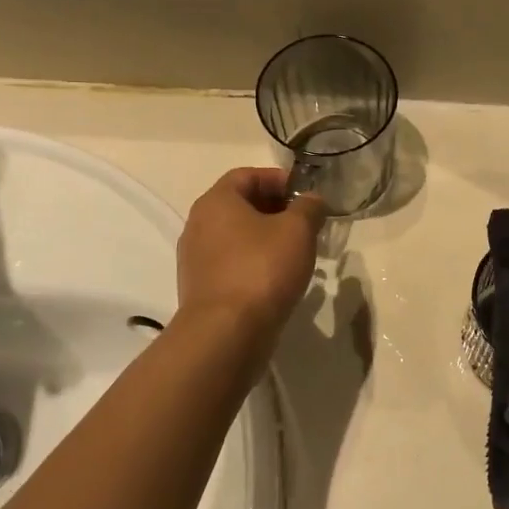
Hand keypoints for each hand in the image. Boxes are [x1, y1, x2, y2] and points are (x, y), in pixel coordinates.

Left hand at [176, 167, 326, 365]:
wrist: (226, 333)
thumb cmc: (262, 269)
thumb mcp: (298, 230)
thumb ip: (309, 208)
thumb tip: (312, 201)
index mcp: (216, 201)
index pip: (247, 175)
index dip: (279, 179)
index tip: (306, 195)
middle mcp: (198, 225)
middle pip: (241, 205)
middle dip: (276, 209)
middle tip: (307, 224)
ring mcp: (196, 259)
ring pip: (237, 236)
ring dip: (266, 238)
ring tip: (297, 252)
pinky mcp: (201, 288)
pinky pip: (232, 263)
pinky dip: (254, 263)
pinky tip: (278, 279)